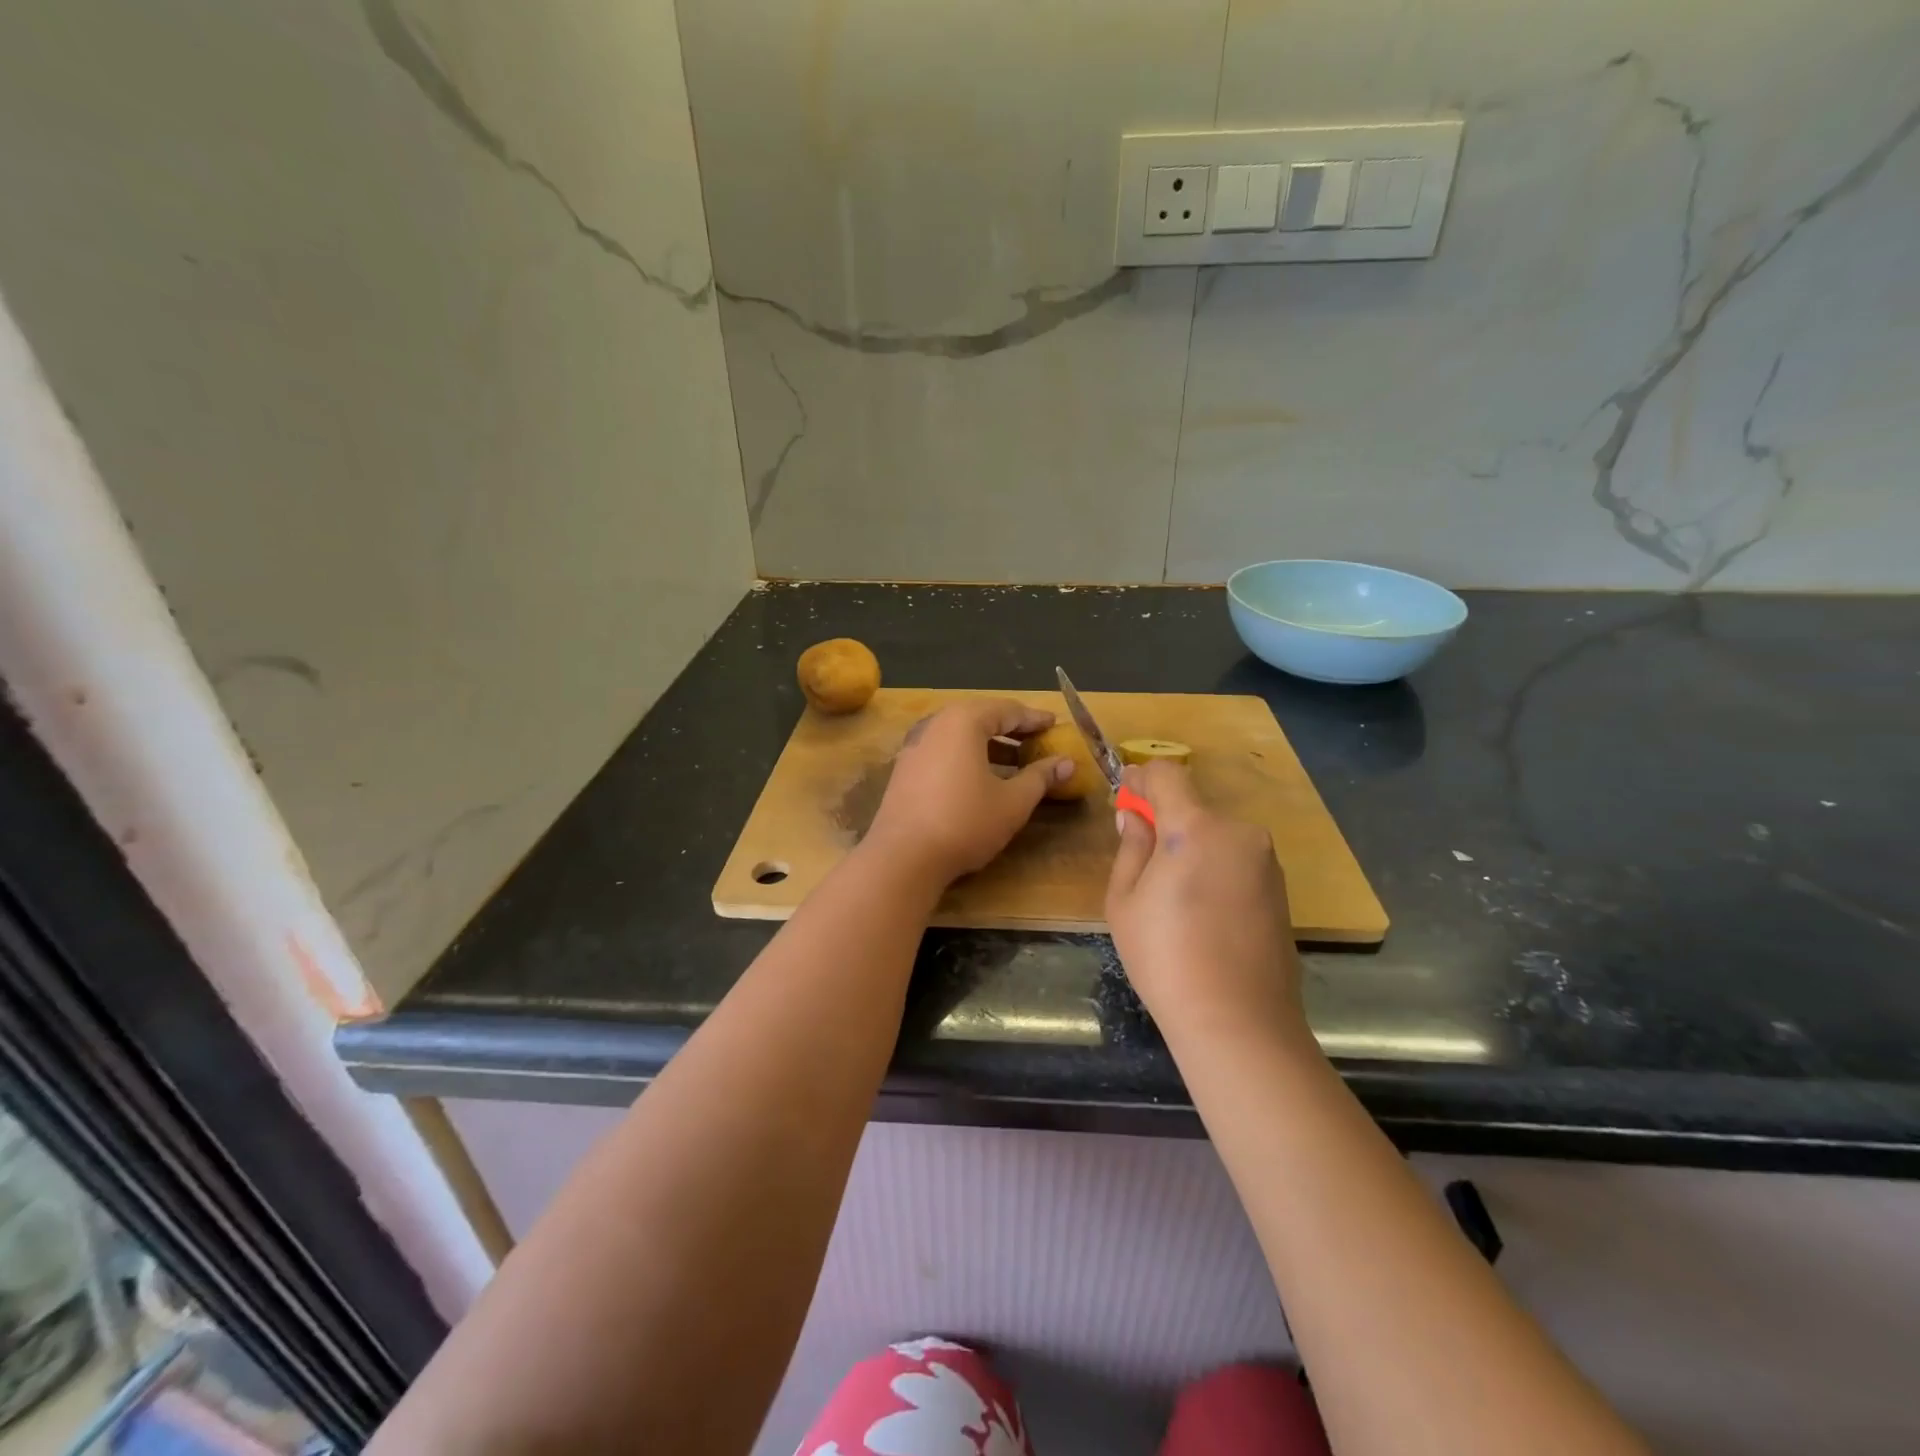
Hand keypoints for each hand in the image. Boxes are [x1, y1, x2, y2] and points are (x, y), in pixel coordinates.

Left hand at [864, 698, 1071, 886]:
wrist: (903, 857)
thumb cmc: (965, 822)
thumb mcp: (1012, 802)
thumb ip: (1040, 777)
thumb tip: (1067, 763)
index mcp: (964, 721)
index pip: (1007, 710)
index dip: (1034, 719)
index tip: (1055, 725)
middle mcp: (935, 724)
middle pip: (980, 717)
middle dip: (1010, 729)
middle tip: (1036, 740)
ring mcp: (915, 745)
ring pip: (959, 735)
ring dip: (988, 744)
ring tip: (1014, 762)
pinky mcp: (904, 768)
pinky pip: (943, 750)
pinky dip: (966, 756)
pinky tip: (980, 778)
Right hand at [1106, 761, 1308, 1048]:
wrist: (1239, 1022)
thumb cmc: (1166, 958)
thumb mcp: (1125, 901)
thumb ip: (1131, 848)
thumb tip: (1134, 818)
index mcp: (1197, 827)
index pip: (1167, 774)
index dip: (1141, 779)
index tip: (1125, 798)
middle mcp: (1239, 833)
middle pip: (1194, 807)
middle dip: (1166, 821)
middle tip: (1142, 860)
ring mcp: (1266, 862)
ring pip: (1217, 836)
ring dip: (1193, 848)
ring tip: (1173, 898)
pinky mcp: (1281, 890)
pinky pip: (1238, 861)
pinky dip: (1216, 870)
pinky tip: (1204, 915)